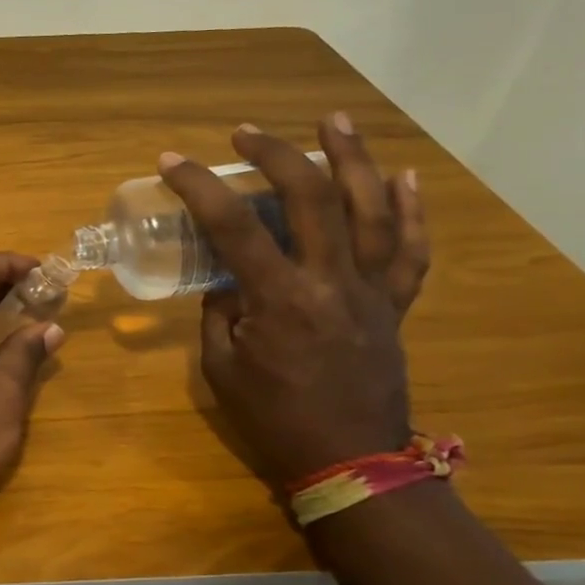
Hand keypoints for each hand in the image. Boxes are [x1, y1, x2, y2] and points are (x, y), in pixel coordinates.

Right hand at [158, 115, 428, 491]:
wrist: (351, 464)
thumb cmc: (274, 420)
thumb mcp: (222, 368)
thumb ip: (220, 314)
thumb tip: (229, 282)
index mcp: (279, 299)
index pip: (233, 226)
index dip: (199, 187)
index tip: (173, 162)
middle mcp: (331, 282)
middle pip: (311, 198)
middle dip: (276, 155)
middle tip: (246, 133)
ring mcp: (371, 291)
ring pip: (372, 210)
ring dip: (353, 158)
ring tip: (335, 120)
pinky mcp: (395, 306)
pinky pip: (411, 252)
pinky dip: (412, 211)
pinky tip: (404, 176)